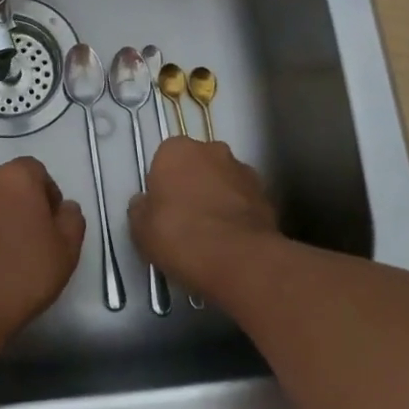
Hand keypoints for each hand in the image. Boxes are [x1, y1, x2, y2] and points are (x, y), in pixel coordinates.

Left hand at [0, 157, 85, 345]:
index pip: (35, 171)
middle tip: (24, 242)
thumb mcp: (67, 250)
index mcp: (15, 178)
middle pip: (2, 187)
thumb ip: (72, 220)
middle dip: (14, 207)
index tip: (50, 224)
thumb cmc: (24, 272)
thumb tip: (65, 208)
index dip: (46, 195)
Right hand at [129, 137, 280, 290]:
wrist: (238, 259)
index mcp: (177, 149)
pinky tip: (231, 241)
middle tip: (185, 219)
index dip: (162, 184)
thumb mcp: (140, 228)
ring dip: (218, 198)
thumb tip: (145, 203)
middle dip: (193, 185)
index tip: (161, 209)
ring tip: (212, 234)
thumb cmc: (180, 235)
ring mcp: (244, 171)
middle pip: (198, 165)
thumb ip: (141, 208)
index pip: (164, 159)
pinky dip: (238, 215)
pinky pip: (245, 202)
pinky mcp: (267, 196)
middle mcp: (213, 150)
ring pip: (224, 181)